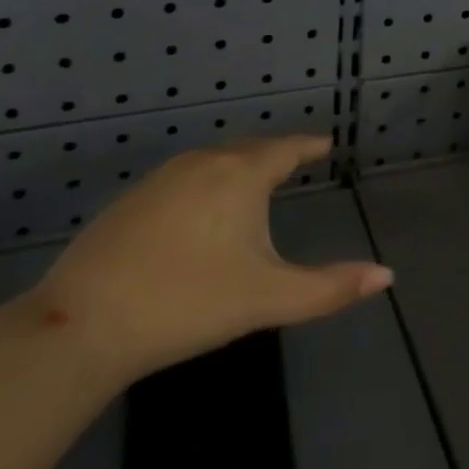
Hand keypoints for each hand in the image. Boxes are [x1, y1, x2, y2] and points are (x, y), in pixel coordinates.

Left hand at [32, 135, 392, 386]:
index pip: (286, 148)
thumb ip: (329, 287)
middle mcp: (204, 161)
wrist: (82, 324)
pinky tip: (200, 212)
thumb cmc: (188, 303)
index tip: (325, 144)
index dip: (309, 146)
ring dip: (238, 168)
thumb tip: (387, 275)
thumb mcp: (267, 298)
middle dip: (275, 155)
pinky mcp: (131, 199)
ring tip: (252, 185)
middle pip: (250, 149)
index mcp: (241, 174)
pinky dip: (206, 184)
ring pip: (214, 162)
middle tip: (294, 163)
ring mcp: (162, 177)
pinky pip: (184, 178)